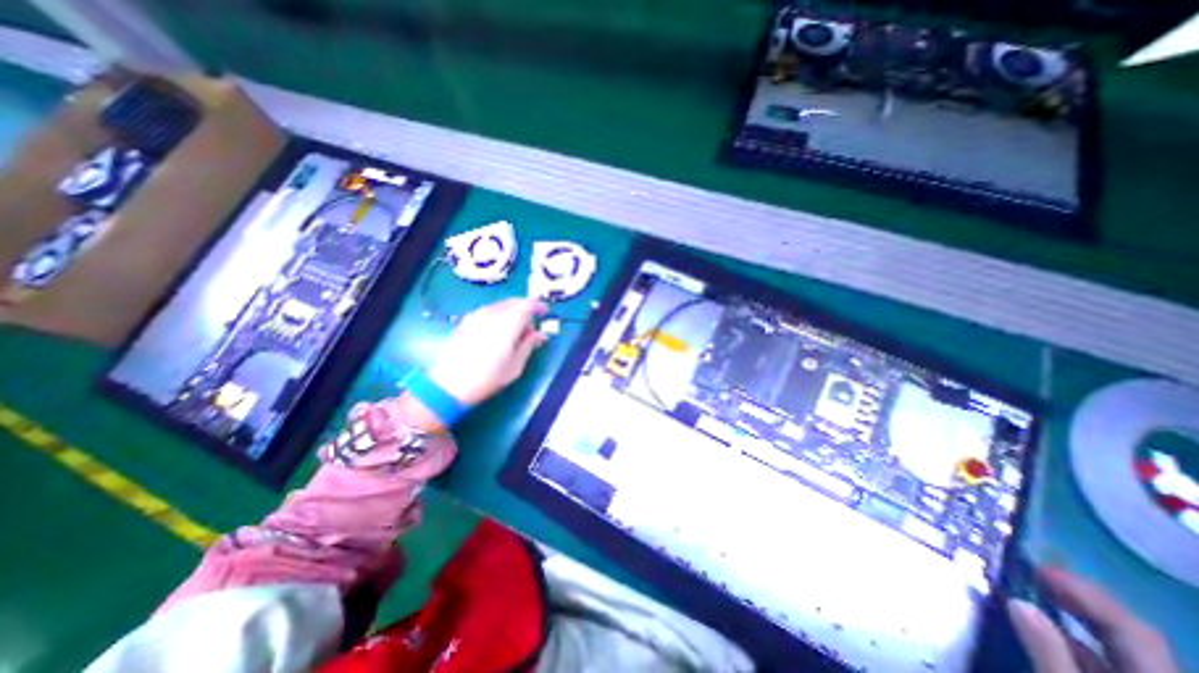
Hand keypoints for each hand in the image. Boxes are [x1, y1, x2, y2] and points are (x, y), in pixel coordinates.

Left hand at [425, 297, 546, 404]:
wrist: (448, 385)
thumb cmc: (487, 378)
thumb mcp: (515, 366)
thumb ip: (529, 345)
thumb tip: (540, 334)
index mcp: (507, 324)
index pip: (527, 305)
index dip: (538, 306)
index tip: (545, 312)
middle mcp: (492, 314)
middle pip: (513, 302)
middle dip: (525, 308)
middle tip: (532, 324)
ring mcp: (476, 316)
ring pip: (500, 305)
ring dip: (512, 311)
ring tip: (516, 328)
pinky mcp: (465, 321)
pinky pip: (488, 310)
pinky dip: (499, 314)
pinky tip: (498, 329)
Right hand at [1005, 568, 1177, 671]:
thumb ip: (1048, 652)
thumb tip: (1017, 601)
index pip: (1129, 626)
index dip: (1084, 591)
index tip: (1036, 566)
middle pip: (1132, 633)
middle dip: (1082, 598)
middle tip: (1035, 573)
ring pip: (1123, 648)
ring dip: (1078, 618)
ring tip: (1037, 596)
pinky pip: (1112, 660)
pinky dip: (1079, 640)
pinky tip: (1050, 633)